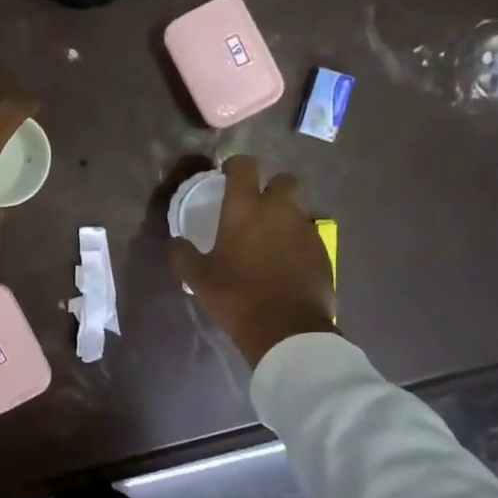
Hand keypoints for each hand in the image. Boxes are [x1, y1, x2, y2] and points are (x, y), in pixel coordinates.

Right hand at [169, 155, 336, 366]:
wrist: (288, 331)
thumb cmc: (237, 297)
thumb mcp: (199, 279)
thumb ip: (183, 255)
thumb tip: (175, 242)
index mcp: (245, 208)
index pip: (245, 165)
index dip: (236, 166)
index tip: (227, 178)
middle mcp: (279, 209)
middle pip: (282, 180)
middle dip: (270, 188)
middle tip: (255, 210)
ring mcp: (305, 229)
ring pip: (296, 209)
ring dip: (284, 217)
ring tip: (269, 242)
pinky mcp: (322, 252)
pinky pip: (307, 235)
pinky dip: (297, 242)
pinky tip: (286, 264)